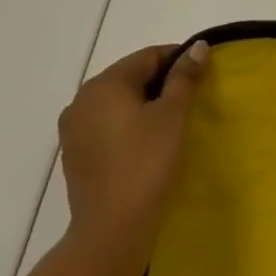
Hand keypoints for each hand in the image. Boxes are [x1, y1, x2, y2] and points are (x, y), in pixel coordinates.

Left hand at [57, 40, 208, 275]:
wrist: (112, 228)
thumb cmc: (147, 162)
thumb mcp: (173, 114)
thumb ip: (184, 76)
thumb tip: (197, 47)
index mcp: (103, 85)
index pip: (148, 56)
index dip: (179, 60)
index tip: (202, 76)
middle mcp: (81, 100)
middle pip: (130, 77)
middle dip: (162, 83)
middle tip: (191, 99)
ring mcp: (73, 129)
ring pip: (118, 102)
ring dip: (145, 104)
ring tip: (172, 122)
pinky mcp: (75, 154)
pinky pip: (107, 124)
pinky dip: (128, 125)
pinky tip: (148, 142)